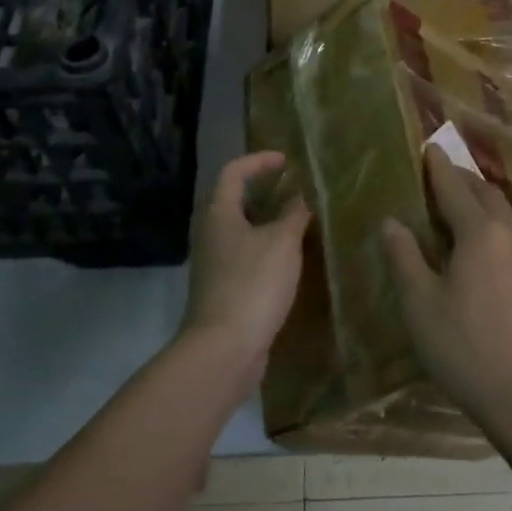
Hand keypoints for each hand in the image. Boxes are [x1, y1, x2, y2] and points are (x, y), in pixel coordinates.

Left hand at [181, 152, 311, 379]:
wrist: (223, 349)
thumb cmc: (252, 284)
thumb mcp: (282, 242)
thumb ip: (293, 213)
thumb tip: (300, 195)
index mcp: (219, 213)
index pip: (234, 171)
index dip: (259, 160)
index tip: (287, 161)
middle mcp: (211, 233)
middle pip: (234, 200)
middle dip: (265, 191)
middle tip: (297, 190)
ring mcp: (214, 263)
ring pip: (242, 230)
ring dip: (268, 222)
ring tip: (300, 222)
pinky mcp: (223, 289)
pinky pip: (246, 255)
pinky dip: (267, 248)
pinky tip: (291, 259)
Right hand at [382, 146, 511, 436]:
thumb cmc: (469, 352)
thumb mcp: (421, 307)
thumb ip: (404, 258)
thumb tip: (391, 221)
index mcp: (479, 235)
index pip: (455, 189)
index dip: (440, 168)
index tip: (433, 148)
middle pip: (491, 196)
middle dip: (469, 182)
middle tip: (454, 178)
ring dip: (505, 206)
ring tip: (493, 213)